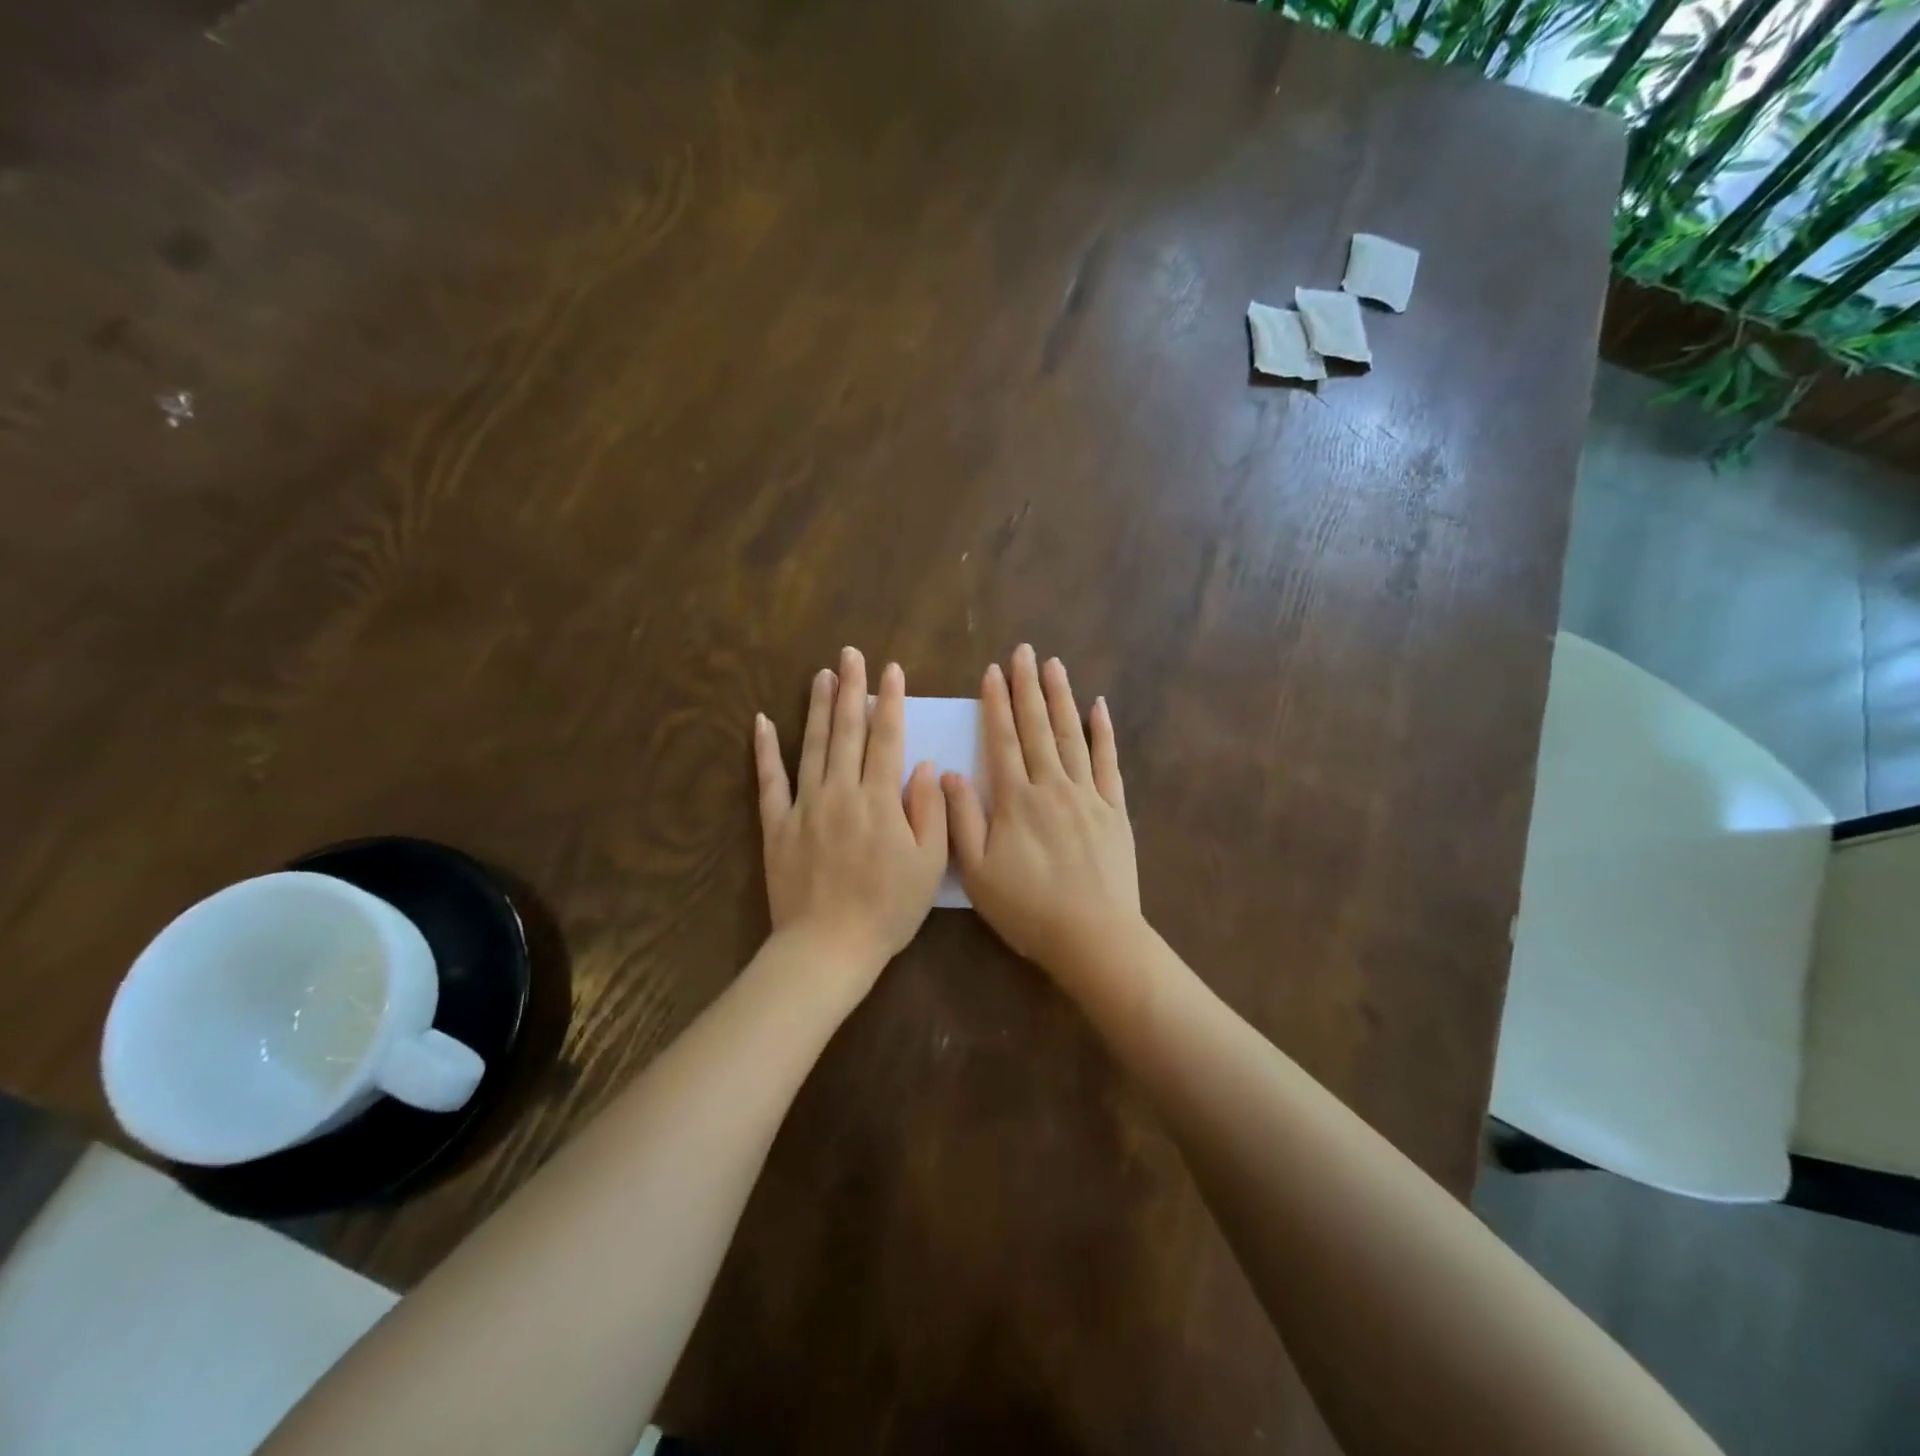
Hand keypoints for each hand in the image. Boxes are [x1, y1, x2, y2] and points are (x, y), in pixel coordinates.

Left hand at [755, 647, 947, 999]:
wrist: (828, 947)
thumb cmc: (888, 909)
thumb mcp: (928, 865)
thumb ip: (930, 811)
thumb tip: (922, 765)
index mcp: (879, 800)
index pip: (887, 738)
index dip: (891, 701)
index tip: (891, 670)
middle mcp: (840, 792)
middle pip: (847, 731)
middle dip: (851, 689)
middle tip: (850, 654)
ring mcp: (804, 806)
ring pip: (812, 746)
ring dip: (817, 707)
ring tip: (821, 674)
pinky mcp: (776, 825)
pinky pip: (769, 781)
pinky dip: (765, 750)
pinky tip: (762, 722)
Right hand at [943, 644, 1141, 979]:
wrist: (1094, 937)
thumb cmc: (1028, 910)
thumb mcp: (978, 872)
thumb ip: (961, 819)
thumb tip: (948, 773)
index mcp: (1015, 800)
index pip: (1003, 741)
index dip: (996, 705)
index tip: (992, 672)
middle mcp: (1052, 786)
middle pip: (1038, 727)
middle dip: (1028, 687)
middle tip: (1024, 651)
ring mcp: (1088, 795)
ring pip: (1072, 735)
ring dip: (1061, 698)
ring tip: (1054, 665)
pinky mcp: (1114, 809)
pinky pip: (1108, 762)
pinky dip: (1104, 732)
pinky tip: (1099, 707)